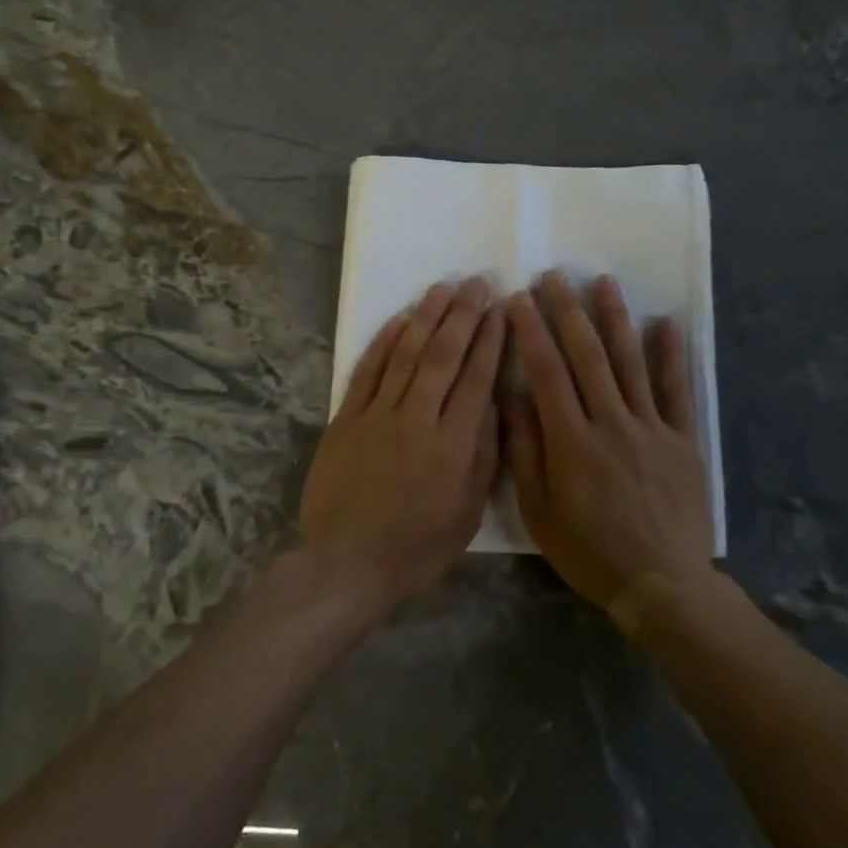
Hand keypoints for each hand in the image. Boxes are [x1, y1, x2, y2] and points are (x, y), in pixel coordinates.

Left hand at [300, 277, 505, 616]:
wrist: (346, 562)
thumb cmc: (415, 546)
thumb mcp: (467, 513)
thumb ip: (483, 456)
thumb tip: (492, 405)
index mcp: (453, 445)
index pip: (477, 379)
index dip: (491, 341)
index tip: (501, 310)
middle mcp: (417, 419)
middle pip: (444, 356)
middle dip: (463, 316)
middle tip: (477, 284)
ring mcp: (378, 415)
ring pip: (406, 354)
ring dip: (426, 318)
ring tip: (443, 288)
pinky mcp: (346, 418)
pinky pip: (367, 372)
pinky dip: (383, 343)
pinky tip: (398, 320)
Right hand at [503, 272, 710, 611]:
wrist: (663, 585)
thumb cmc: (590, 551)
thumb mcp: (539, 512)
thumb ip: (525, 452)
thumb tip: (514, 398)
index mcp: (572, 441)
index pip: (547, 372)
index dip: (532, 331)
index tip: (519, 299)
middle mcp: (611, 423)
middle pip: (588, 356)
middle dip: (568, 312)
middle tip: (555, 276)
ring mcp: (652, 428)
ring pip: (631, 362)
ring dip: (615, 319)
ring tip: (604, 282)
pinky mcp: (683, 440)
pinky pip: (676, 391)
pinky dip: (671, 355)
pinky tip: (665, 323)